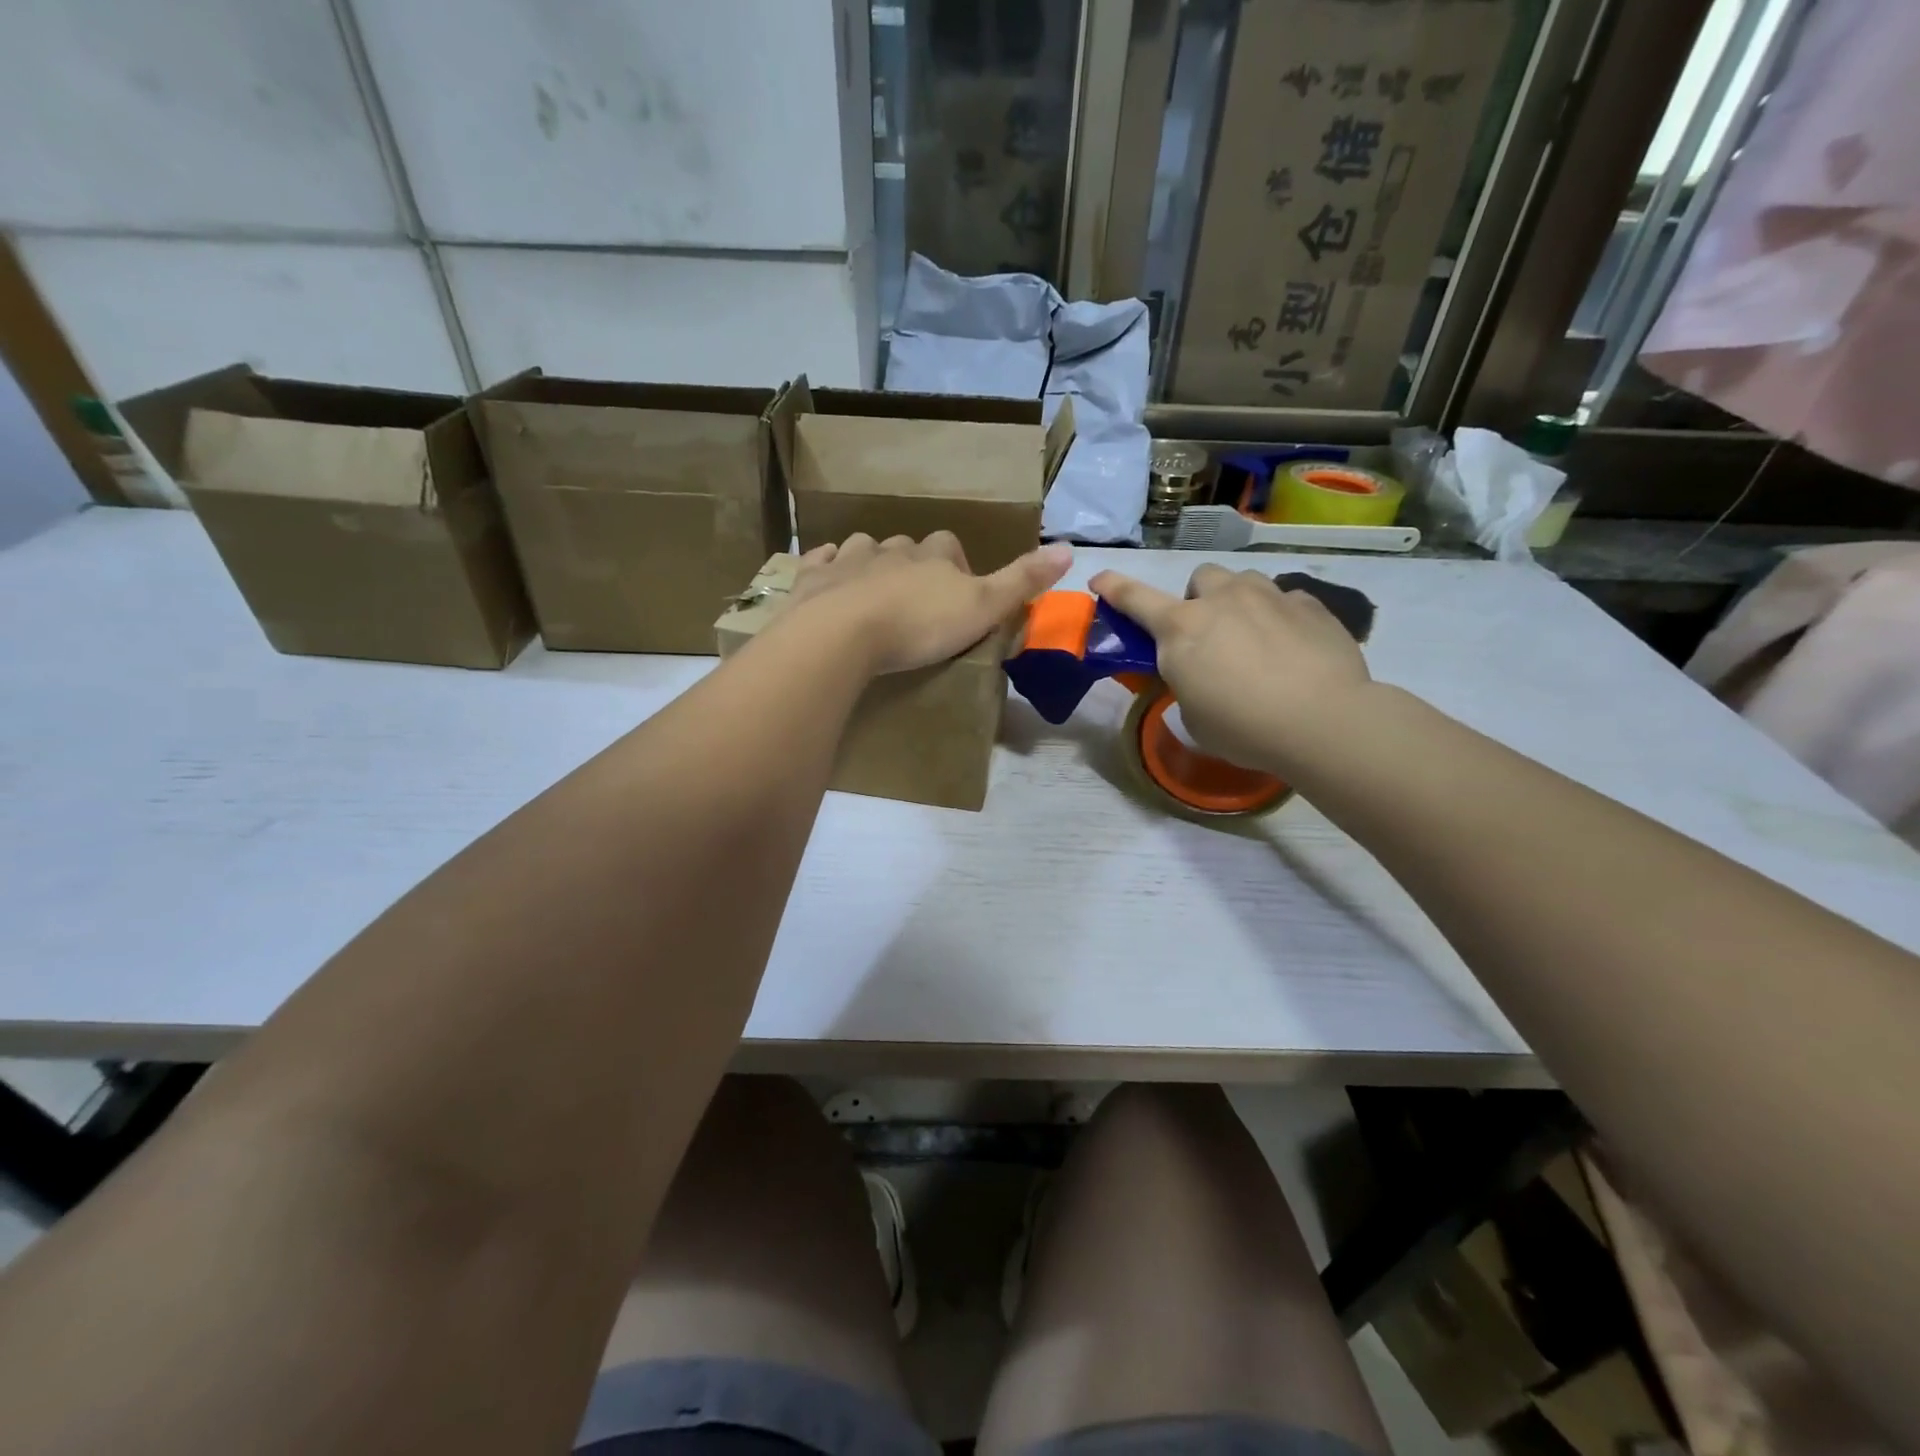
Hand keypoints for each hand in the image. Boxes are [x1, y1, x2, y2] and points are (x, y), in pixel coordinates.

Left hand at [787, 533, 1073, 674]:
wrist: (842, 635)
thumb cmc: (919, 624)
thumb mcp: (983, 608)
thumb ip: (1022, 581)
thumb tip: (1069, 549)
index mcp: (931, 554)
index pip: (949, 546)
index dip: (955, 564)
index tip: (957, 590)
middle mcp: (890, 548)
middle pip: (906, 546)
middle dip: (912, 564)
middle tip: (915, 599)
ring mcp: (847, 560)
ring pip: (862, 549)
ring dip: (869, 563)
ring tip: (872, 592)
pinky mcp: (813, 579)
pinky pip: (819, 562)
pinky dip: (825, 567)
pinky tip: (826, 579)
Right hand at [1088, 564, 1372, 773]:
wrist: (1323, 721)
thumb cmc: (1243, 727)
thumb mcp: (1194, 716)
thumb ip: (1188, 684)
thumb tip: (1200, 674)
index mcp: (1181, 628)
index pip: (1135, 599)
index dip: (1114, 588)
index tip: (1099, 579)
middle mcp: (1222, 599)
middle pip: (1200, 577)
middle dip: (1199, 598)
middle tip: (1209, 632)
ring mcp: (1269, 596)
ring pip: (1245, 582)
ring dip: (1240, 602)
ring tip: (1255, 636)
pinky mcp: (1311, 605)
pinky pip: (1286, 600)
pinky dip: (1281, 617)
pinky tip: (1293, 647)